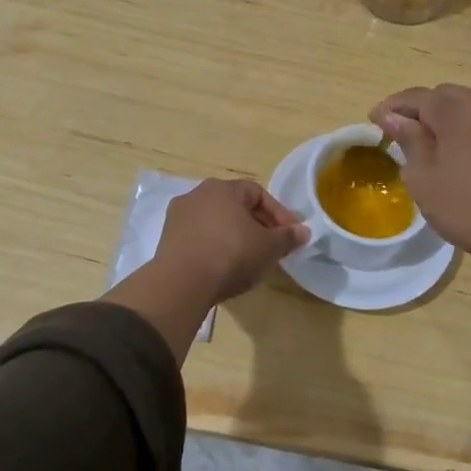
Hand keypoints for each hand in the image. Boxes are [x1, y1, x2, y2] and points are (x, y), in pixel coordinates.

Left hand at [152, 178, 308, 305]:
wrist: (182, 282)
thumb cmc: (232, 254)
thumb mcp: (269, 247)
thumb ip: (288, 237)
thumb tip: (303, 231)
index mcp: (223, 188)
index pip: (258, 193)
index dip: (278, 213)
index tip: (290, 234)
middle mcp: (197, 194)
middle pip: (235, 206)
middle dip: (257, 225)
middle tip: (271, 246)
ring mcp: (178, 217)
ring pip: (216, 222)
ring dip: (234, 236)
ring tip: (248, 259)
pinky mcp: (167, 240)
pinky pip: (199, 238)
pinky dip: (214, 247)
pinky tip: (223, 267)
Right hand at [369, 85, 470, 258]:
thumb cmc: (466, 207)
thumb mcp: (423, 177)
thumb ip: (408, 140)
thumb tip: (392, 117)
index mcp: (458, 111)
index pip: (418, 97)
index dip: (393, 106)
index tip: (375, 119)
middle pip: (445, 96)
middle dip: (421, 109)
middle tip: (402, 132)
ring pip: (469, 106)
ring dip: (447, 117)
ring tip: (432, 143)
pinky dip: (469, 128)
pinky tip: (462, 152)